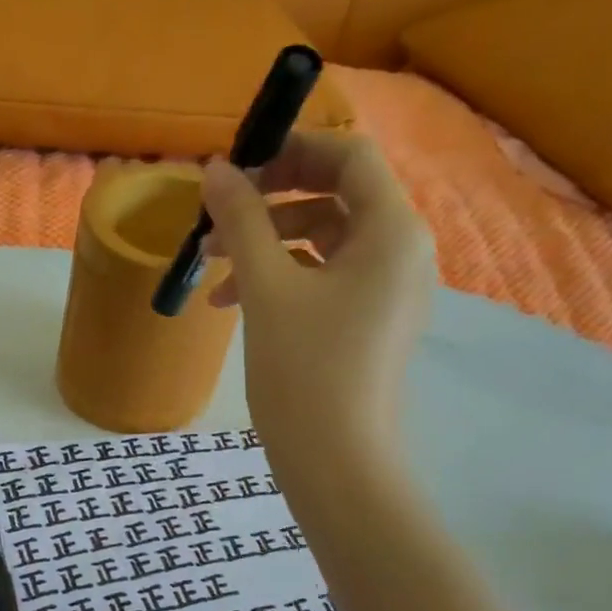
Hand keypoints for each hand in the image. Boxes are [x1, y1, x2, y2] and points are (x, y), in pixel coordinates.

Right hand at [200, 130, 435, 476]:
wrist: (334, 460)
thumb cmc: (303, 368)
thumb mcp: (266, 287)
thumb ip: (243, 220)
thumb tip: (217, 169)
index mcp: (392, 231)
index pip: (349, 157)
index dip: (292, 150)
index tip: (238, 167)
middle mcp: (401, 252)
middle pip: (335, 197)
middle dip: (269, 202)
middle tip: (217, 215)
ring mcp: (386, 291)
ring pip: (322, 241)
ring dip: (265, 243)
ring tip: (210, 263)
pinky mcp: (368, 322)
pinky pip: (324, 279)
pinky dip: (280, 279)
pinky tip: (230, 300)